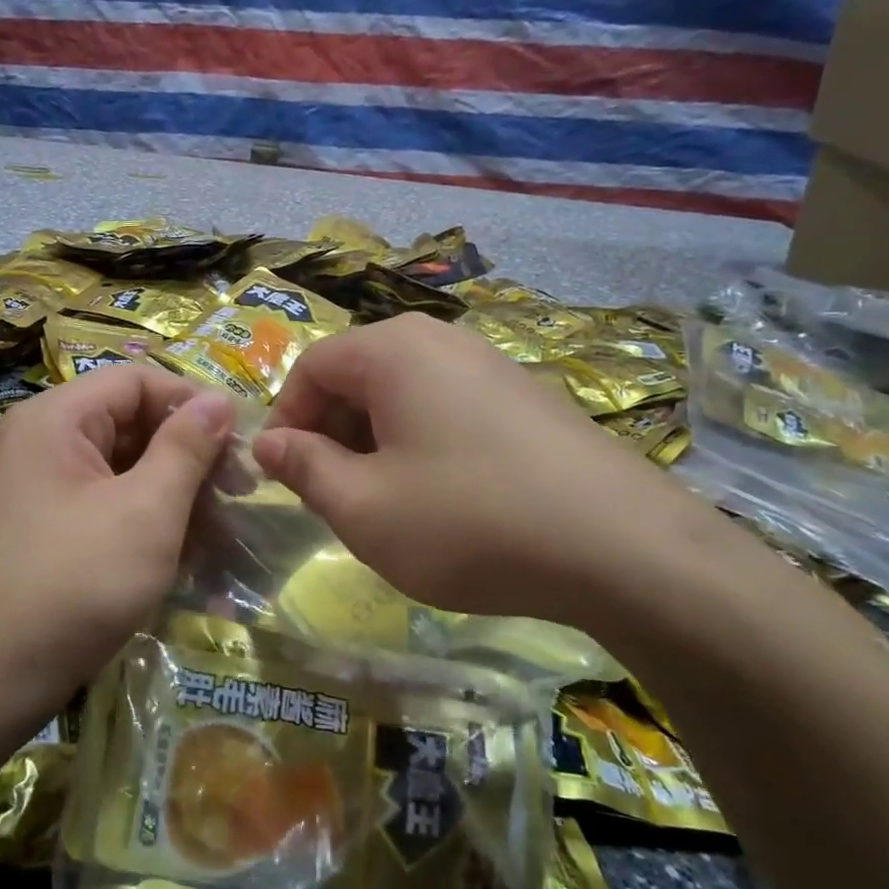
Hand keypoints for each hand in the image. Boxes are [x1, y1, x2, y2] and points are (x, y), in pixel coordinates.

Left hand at [0, 364, 235, 718]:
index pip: (138, 380)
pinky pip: (104, 505)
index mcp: (57, 419)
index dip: (194, 404)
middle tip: (239, 496)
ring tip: (221, 536)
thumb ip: (186, 448)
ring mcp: (39, 488)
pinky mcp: (43, 529)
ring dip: (174, 496)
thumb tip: (219, 399)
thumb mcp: (146, 511)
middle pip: (130, 423)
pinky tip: (184, 559)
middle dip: (189, 456)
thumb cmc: (73, 584)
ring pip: (122, 470)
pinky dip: (145, 522)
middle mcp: (41, 441)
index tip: (240, 446)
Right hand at [252, 314, 716, 630]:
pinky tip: (444, 500)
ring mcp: (492, 364)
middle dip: (331, 433)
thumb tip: (266, 442)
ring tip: (386, 504)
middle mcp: (442, 340)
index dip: (285, 420)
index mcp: (393, 350)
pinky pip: (448, 408)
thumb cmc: (468, 522)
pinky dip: (422, 445)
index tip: (284, 477)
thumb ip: (304, 468)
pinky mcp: (527, 397)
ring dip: (375, 443)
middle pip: (358, 375)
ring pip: (404, 394)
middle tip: (333, 496)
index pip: (311, 367)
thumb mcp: (363, 507)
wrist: (622, 548)